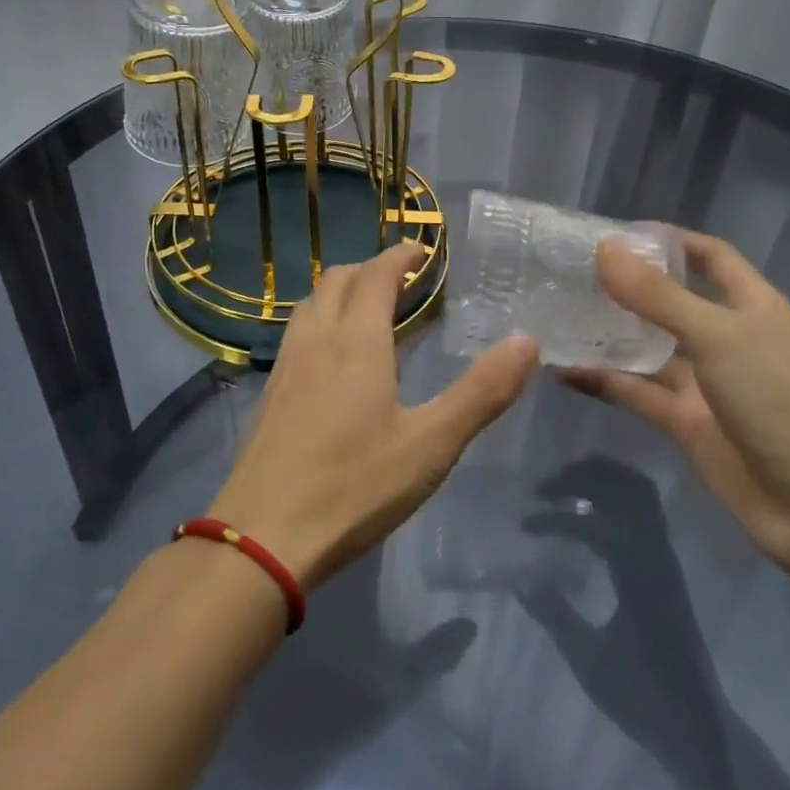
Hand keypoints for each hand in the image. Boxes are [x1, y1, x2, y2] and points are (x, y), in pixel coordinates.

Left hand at [209, 242, 537, 589]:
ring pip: (312, 303)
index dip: (401, 255)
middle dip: (372, 269)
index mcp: (356, 340)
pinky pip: (298, 332)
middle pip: (339, 279)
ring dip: (343, 291)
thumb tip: (527, 341)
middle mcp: (316, 339)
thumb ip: (481, 392)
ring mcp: (286, 365)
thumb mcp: (431, 444)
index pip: (377, 274)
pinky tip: (336, 358)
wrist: (262, 537)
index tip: (423, 252)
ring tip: (372, 311)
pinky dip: (323, 320)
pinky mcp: (270, 393)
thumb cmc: (354, 486)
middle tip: (405, 282)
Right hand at [562, 230, 789, 579]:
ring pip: (648, 348)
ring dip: (609, 334)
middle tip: (571, 272)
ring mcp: (704, 382)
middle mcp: (725, 337)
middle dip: (628, 286)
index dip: (670, 241)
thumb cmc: (778, 401)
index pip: (710, 256)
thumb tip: (605, 248)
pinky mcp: (685, 422)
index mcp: (749, 305)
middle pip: (671, 300)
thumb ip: (657, 296)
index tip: (617, 233)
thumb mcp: (717, 335)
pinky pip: (637, 392)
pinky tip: (563, 371)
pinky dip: (604, 381)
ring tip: (556, 315)